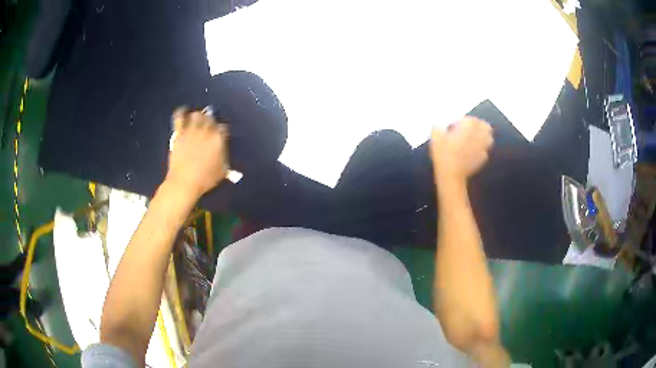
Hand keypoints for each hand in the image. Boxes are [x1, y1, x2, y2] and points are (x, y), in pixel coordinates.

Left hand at [165, 108, 228, 199]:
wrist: (184, 182)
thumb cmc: (205, 179)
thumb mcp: (221, 172)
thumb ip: (224, 160)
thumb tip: (223, 154)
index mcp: (219, 139)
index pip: (223, 128)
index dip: (221, 131)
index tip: (219, 135)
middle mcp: (207, 131)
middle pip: (210, 118)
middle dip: (210, 121)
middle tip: (208, 126)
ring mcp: (192, 131)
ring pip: (197, 115)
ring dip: (198, 117)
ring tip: (197, 120)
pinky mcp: (179, 133)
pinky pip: (180, 117)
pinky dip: (181, 112)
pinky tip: (182, 111)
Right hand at [430, 116, 492, 184]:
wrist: (451, 175)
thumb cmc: (443, 154)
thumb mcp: (436, 137)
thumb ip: (437, 126)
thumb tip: (437, 121)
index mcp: (468, 126)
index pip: (471, 118)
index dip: (463, 120)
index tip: (455, 126)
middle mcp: (479, 135)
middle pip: (485, 126)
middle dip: (478, 126)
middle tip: (468, 130)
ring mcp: (483, 147)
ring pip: (489, 138)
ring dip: (483, 137)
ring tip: (474, 140)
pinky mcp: (483, 159)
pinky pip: (485, 151)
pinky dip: (481, 150)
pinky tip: (473, 152)